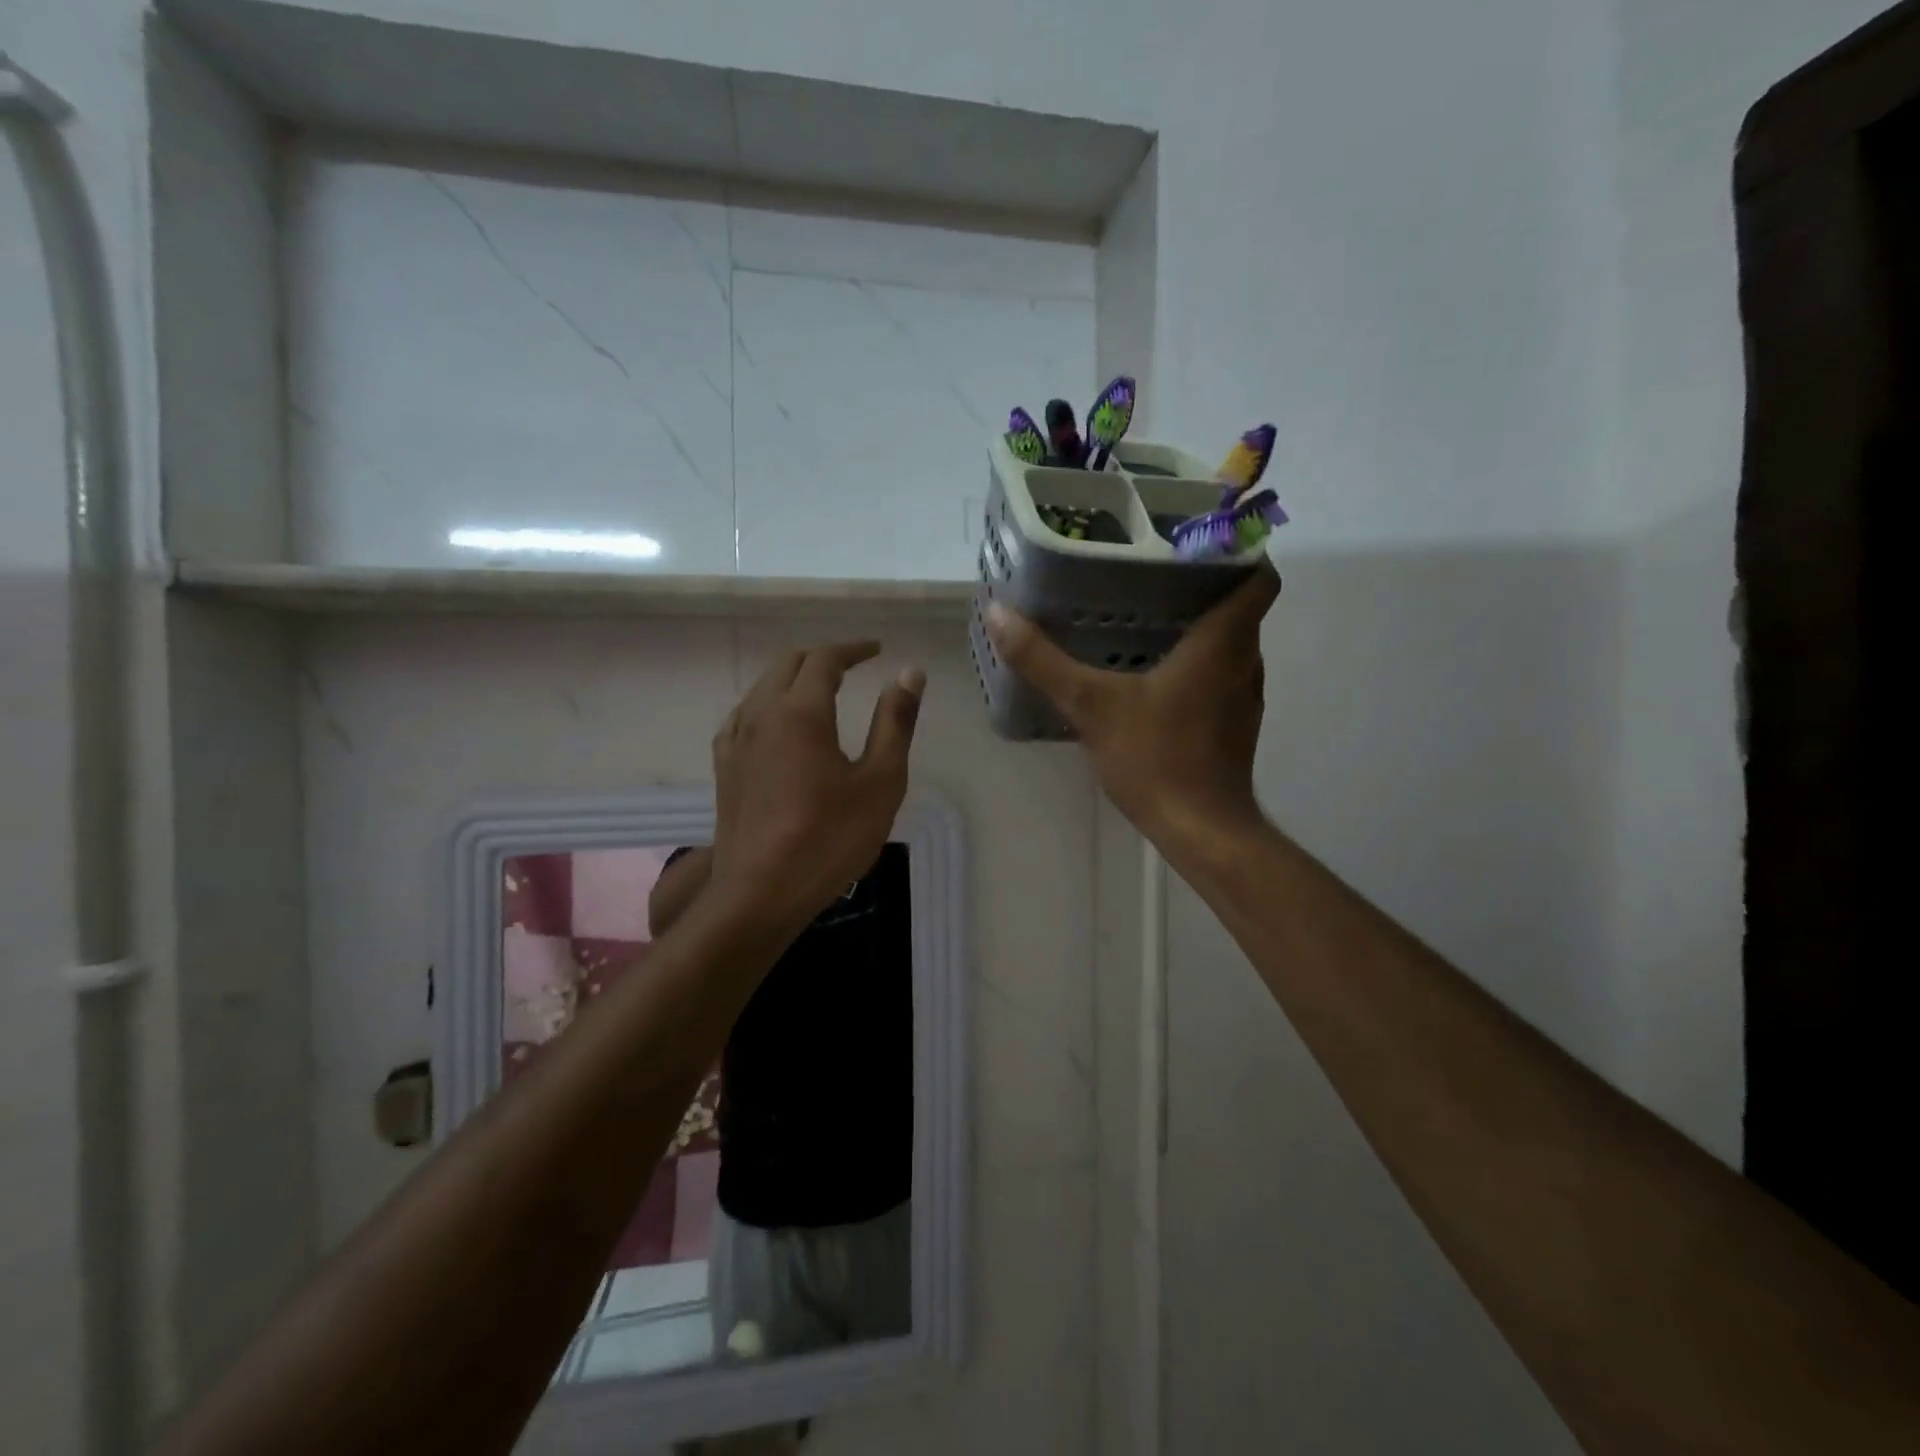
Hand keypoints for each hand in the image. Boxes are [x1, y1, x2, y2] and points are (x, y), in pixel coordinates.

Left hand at [708, 642, 923, 934]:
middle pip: (788, 663)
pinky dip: (769, 704)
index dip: (853, 649)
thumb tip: (909, 673)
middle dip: (823, 657)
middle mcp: (761, 714)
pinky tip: (779, 725)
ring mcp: (735, 740)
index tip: (877, 651)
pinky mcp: (724, 766)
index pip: (825, 659)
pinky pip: (744, 715)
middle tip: (854, 667)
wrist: (761, 893)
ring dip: (793, 678)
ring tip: (821, 692)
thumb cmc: (830, 838)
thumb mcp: (880, 781)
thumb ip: (895, 722)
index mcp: (800, 711)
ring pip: (762, 686)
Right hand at [986, 565, 1279, 850]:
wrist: (1201, 831)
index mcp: (1223, 643)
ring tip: (1146, 613)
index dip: (1239, 551)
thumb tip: (998, 613)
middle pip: (1239, 606)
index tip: (1197, 540)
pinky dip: (1195, 663)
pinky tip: (1151, 673)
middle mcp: (1244, 662)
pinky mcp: (1233, 725)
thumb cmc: (1157, 759)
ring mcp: (1243, 697)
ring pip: (1229, 643)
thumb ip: (1044, 661)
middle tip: (1150, 570)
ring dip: (1198, 625)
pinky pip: (1220, 675)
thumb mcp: (1091, 706)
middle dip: (1203, 584)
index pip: (1259, 575)